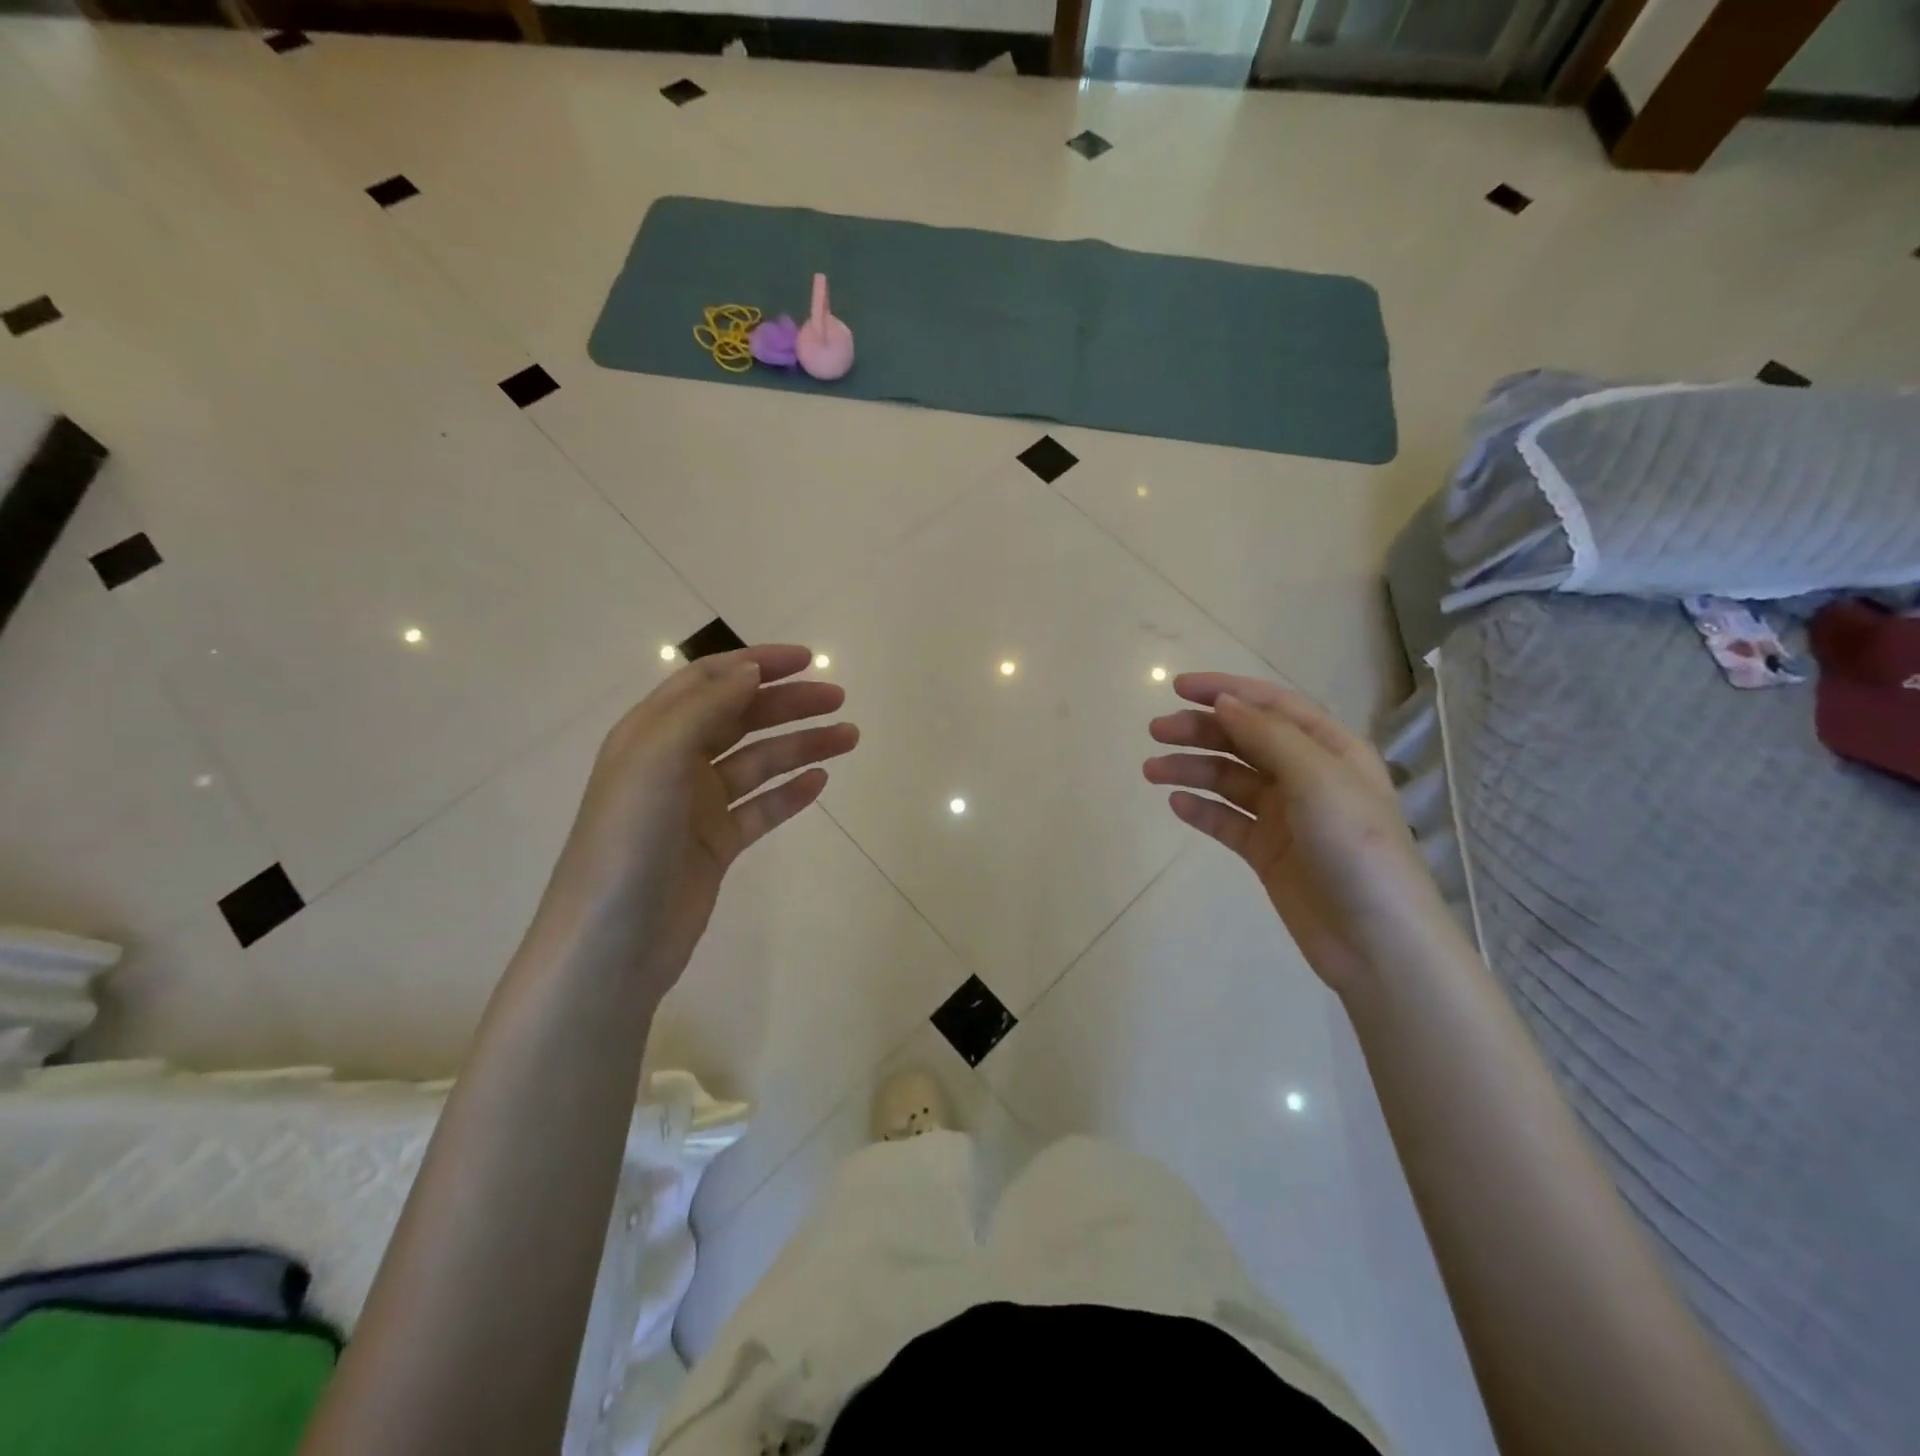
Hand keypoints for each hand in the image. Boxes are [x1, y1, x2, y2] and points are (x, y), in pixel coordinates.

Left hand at [541, 645, 857, 992]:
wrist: (612, 944)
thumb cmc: (628, 841)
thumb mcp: (658, 760)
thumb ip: (705, 709)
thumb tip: (750, 671)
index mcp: (652, 734)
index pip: (709, 681)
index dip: (756, 664)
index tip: (806, 659)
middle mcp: (674, 763)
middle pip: (740, 718)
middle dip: (788, 703)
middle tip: (838, 699)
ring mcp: (697, 806)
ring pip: (758, 763)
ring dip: (801, 746)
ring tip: (848, 738)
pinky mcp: (716, 844)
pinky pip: (761, 808)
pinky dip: (790, 793)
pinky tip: (819, 782)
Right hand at [1144, 672, 1440, 993]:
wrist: (1376, 942)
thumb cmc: (1356, 848)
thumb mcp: (1317, 779)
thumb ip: (1268, 736)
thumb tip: (1224, 702)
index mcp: (1330, 749)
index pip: (1271, 706)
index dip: (1226, 690)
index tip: (1178, 688)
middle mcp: (1306, 776)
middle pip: (1244, 740)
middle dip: (1200, 730)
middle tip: (1156, 731)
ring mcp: (1285, 815)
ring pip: (1229, 779)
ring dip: (1191, 769)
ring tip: (1152, 771)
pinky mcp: (1267, 851)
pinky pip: (1226, 821)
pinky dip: (1201, 810)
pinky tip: (1177, 804)